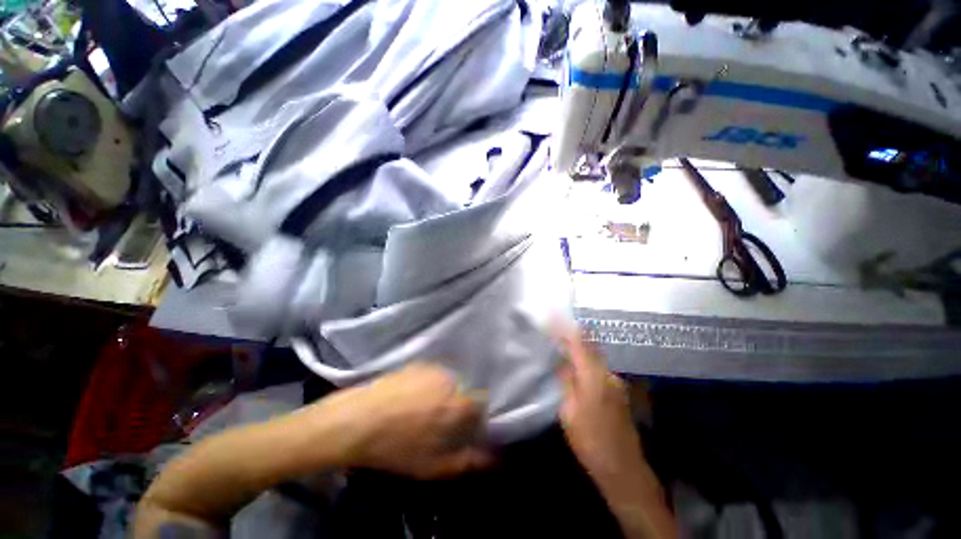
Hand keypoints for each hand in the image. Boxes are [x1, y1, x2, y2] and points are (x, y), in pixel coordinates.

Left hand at [315, 362, 492, 478]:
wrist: (357, 420)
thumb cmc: (398, 448)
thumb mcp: (436, 466)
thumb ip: (471, 461)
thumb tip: (498, 457)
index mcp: (461, 403)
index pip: (483, 402)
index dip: (477, 416)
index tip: (467, 426)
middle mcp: (452, 380)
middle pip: (467, 390)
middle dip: (460, 404)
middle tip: (443, 420)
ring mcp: (434, 368)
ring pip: (450, 381)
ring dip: (445, 393)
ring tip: (426, 409)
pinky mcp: (417, 363)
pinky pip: (434, 374)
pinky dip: (431, 384)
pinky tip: (413, 397)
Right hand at [556, 326, 644, 480]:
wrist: (623, 469)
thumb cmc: (590, 441)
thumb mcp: (568, 412)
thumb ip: (566, 382)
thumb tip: (563, 362)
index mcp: (594, 377)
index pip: (579, 343)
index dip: (566, 327)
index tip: (554, 315)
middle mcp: (608, 374)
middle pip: (590, 345)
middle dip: (573, 333)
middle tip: (556, 326)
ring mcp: (616, 382)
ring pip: (595, 356)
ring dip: (580, 347)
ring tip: (564, 342)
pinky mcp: (619, 390)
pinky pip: (599, 367)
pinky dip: (587, 360)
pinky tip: (577, 364)